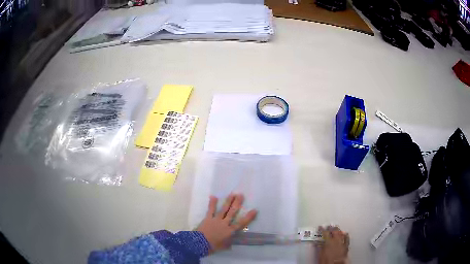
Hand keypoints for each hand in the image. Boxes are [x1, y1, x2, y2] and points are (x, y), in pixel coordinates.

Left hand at [196, 194, 256, 253]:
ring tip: (232, 194)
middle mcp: (224, 223)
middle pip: (232, 212)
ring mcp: (216, 219)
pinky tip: (213, 196)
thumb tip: (231, 243)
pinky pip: (211, 210)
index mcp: (230, 231)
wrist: (200, 243)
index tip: (254, 210)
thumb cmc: (213, 246)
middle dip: (237, 203)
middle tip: (241, 195)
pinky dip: (212, 203)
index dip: (248, 217)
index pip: (241, 223)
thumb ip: (228, 243)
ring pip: (223, 209)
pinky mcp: (208, 218)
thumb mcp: (223, 246)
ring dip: (228, 201)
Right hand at [316, 226, 349, 263]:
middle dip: (331, 228)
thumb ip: (320, 247)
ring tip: (336, 228)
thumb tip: (318, 243)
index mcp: (328, 242)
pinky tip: (345, 233)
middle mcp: (336, 240)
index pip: (325, 233)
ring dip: (338, 230)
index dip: (322, 229)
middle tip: (329, 226)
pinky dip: (345, 235)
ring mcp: (342, 242)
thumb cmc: (327, 261)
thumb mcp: (320, 254)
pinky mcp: (346, 246)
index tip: (320, 227)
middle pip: (334, 231)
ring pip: (341, 233)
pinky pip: (347, 238)